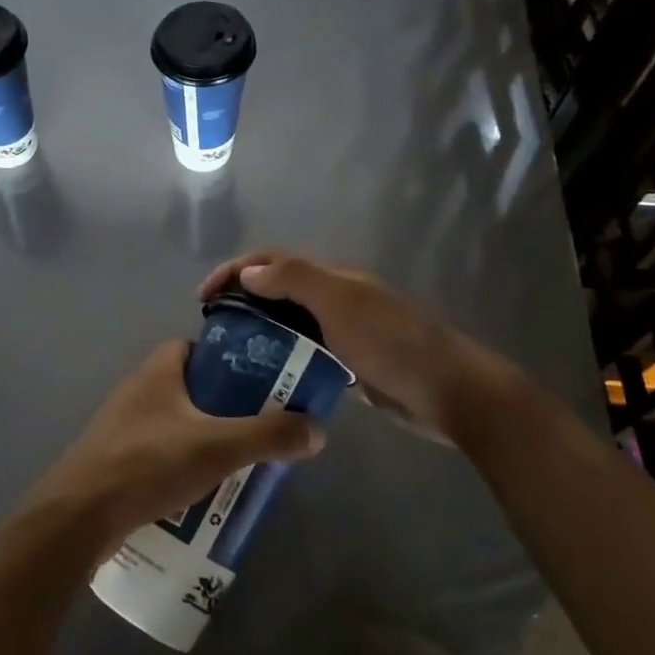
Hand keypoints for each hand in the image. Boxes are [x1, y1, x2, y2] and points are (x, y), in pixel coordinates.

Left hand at [23, 340, 325, 548]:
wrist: (79, 516)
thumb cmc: (149, 463)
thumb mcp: (218, 447)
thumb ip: (269, 436)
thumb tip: (317, 428)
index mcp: (157, 371)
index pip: (193, 345)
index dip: (225, 357)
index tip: (256, 381)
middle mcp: (136, 390)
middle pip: (188, 386)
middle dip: (221, 406)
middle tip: (255, 428)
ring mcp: (121, 427)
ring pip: (173, 423)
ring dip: (201, 439)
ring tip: (235, 464)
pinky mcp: (113, 460)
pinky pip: (156, 453)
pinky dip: (179, 465)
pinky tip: (199, 494)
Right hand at [197, 251, 542, 448]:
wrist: (450, 392)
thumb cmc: (393, 344)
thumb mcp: (341, 304)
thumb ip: (295, 280)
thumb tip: (249, 272)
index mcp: (332, 278)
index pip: (273, 262)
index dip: (235, 270)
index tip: (204, 295)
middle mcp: (336, 299)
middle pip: (279, 289)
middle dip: (243, 298)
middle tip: (213, 327)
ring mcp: (345, 333)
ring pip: (291, 323)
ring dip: (260, 329)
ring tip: (230, 352)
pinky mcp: (351, 365)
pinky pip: (307, 353)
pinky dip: (283, 357)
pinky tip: (266, 376)